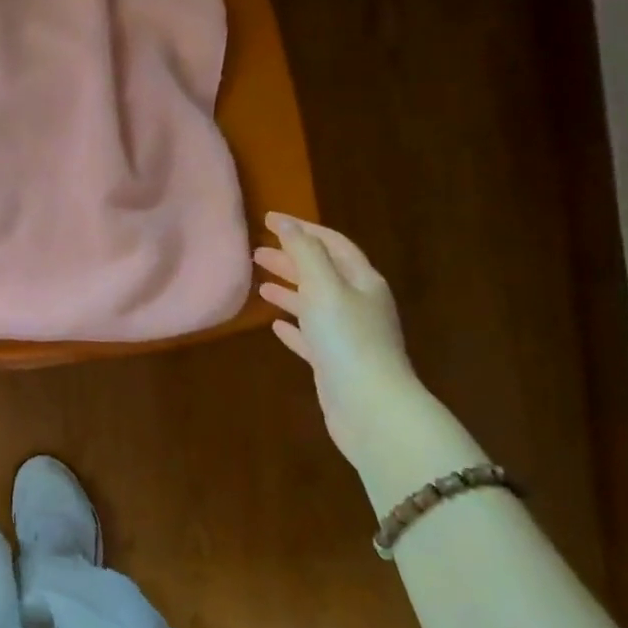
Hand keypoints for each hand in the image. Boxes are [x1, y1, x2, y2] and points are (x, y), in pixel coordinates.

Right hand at [254, 212, 416, 458]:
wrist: (370, 407)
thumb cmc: (347, 340)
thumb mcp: (324, 287)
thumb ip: (305, 253)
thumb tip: (286, 223)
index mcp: (362, 281)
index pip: (332, 244)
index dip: (301, 229)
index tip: (268, 220)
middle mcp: (359, 304)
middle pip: (322, 272)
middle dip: (291, 259)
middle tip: (257, 252)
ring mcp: (348, 336)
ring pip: (314, 304)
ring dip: (289, 290)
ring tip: (260, 283)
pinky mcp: (335, 363)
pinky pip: (311, 337)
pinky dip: (293, 327)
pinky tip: (274, 325)